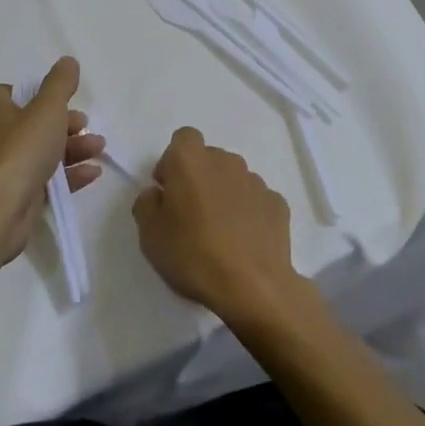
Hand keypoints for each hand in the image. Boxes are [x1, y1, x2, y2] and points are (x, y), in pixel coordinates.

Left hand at [0, 56, 103, 264]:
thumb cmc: (20, 149)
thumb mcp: (46, 108)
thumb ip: (60, 83)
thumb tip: (67, 61)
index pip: (16, 93)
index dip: (40, 94)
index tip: (64, 99)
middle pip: (35, 123)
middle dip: (65, 123)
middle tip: (86, 125)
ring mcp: (6, 168)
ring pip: (43, 152)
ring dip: (73, 148)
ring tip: (99, 148)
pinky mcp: (18, 196)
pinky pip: (47, 180)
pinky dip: (70, 176)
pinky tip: (92, 174)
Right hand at [133, 127, 305, 322]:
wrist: (253, 287)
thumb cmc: (193, 255)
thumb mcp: (149, 234)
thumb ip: (146, 204)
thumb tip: (159, 194)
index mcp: (190, 160)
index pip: (183, 138)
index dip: (173, 160)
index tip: (169, 190)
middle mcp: (225, 161)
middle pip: (208, 158)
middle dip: (199, 178)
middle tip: (191, 215)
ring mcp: (255, 181)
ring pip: (233, 178)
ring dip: (224, 194)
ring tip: (221, 232)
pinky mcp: (278, 204)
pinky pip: (256, 200)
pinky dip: (249, 213)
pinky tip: (245, 242)